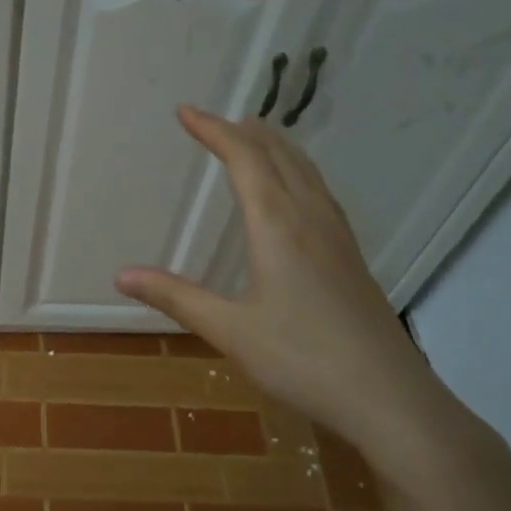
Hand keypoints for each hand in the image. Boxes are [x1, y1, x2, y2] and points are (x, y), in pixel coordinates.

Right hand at [115, 106, 476, 483]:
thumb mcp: (230, 331)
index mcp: (279, 226)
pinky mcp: (350, 258)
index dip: (214, 130)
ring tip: (250, 139)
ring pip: (306, 172)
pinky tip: (292, 194)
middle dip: (243, 131)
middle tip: (212, 121)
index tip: (185, 112)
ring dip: (274, 148)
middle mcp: (311, 219)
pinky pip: (319, 193)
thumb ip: (176, 297)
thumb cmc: (303, 361)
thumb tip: (121, 274)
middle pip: (280, 156)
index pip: (245, 159)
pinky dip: (295, 173)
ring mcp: (337, 237)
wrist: (389, 398)